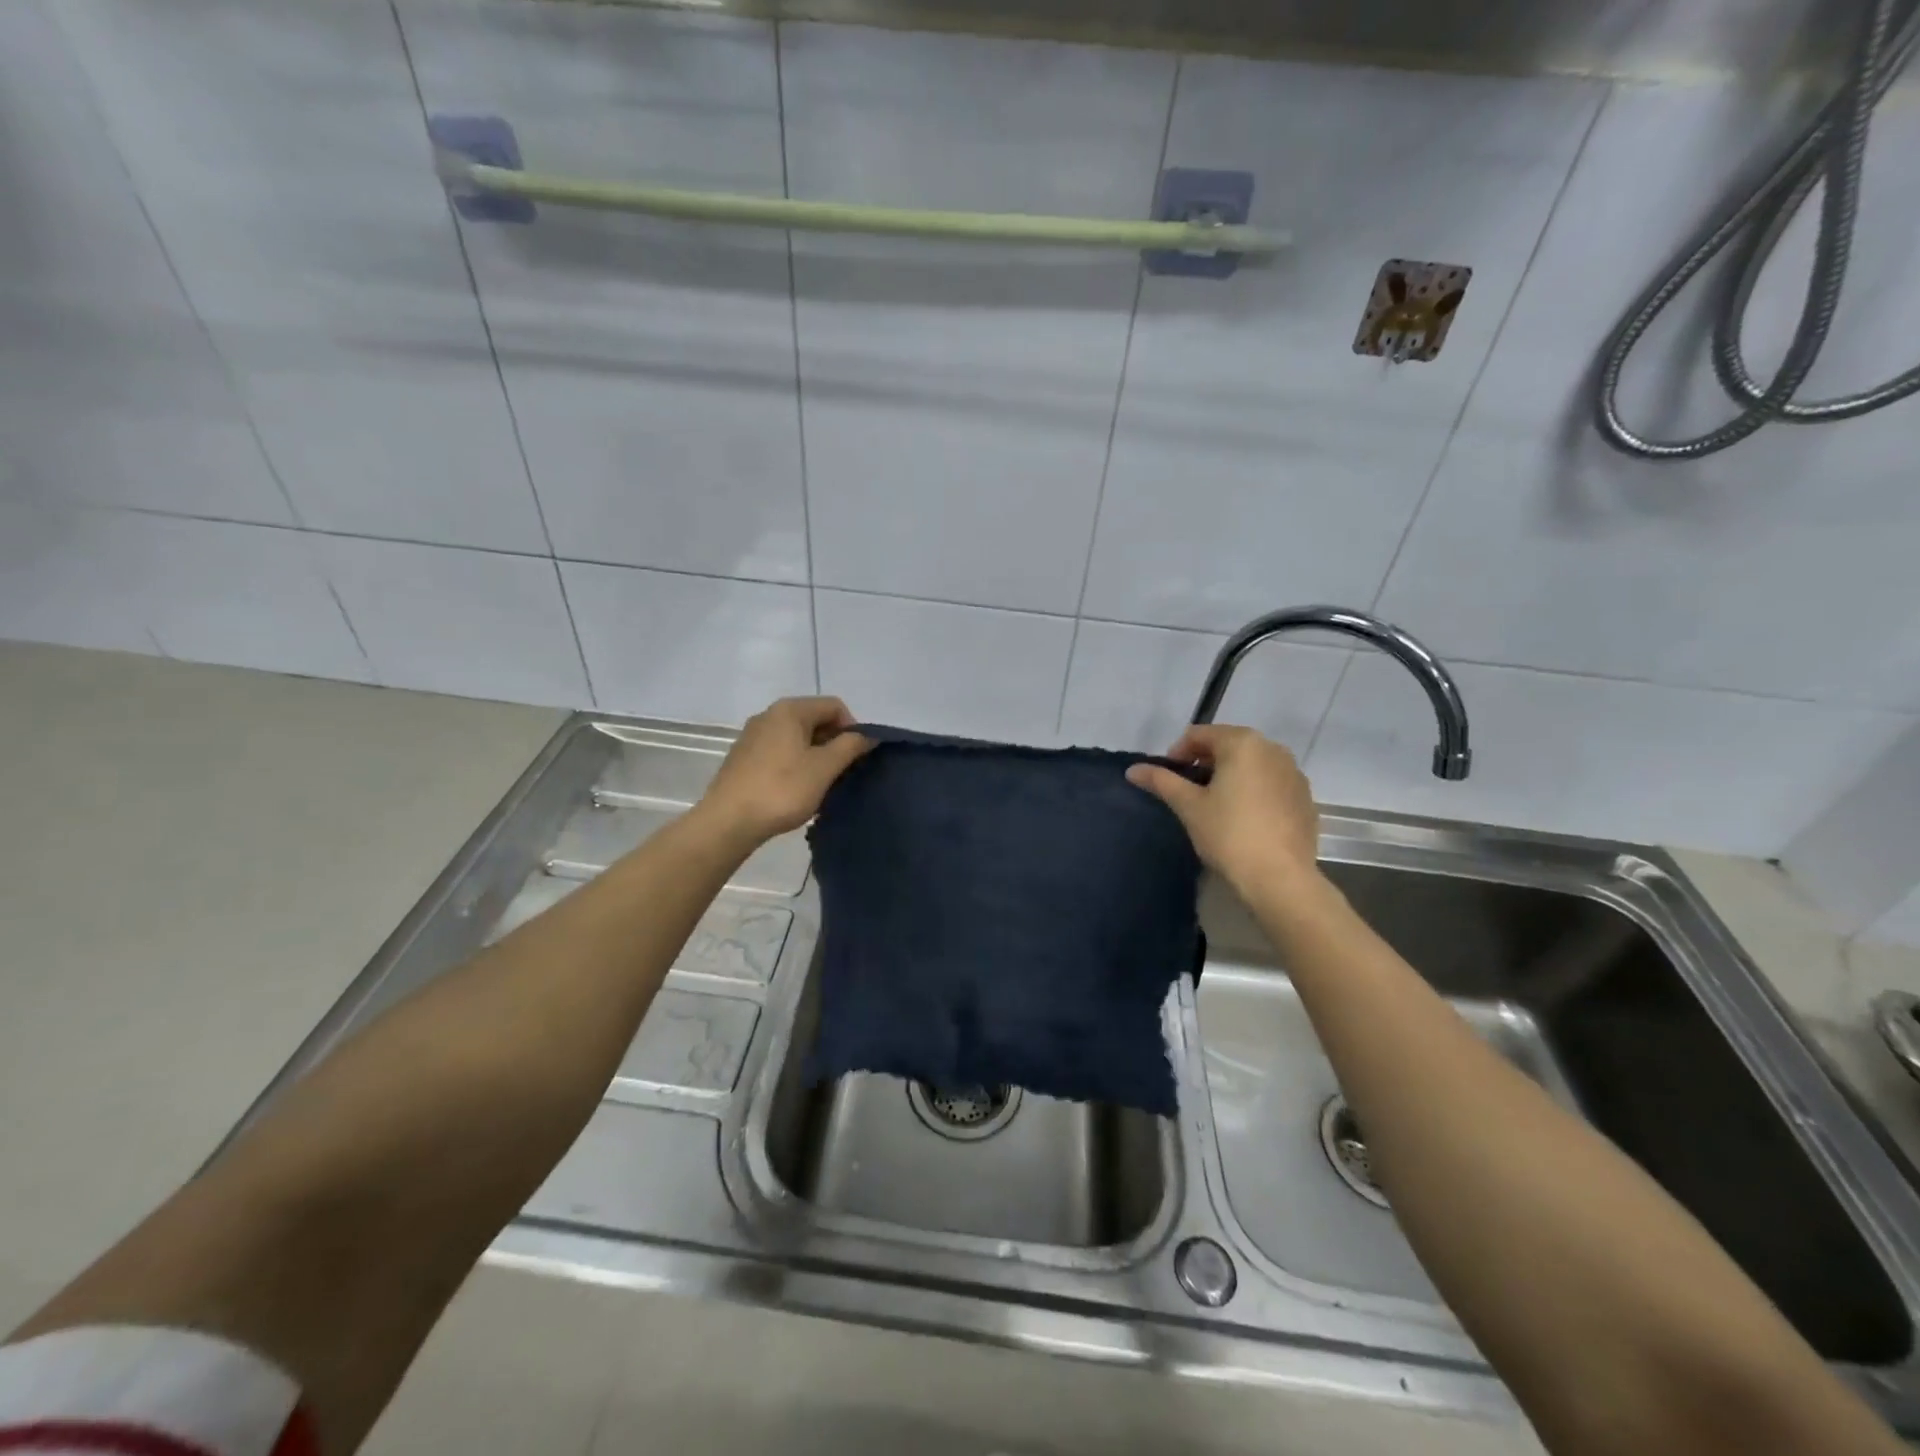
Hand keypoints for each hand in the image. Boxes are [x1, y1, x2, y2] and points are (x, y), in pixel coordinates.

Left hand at [695, 697, 871, 847]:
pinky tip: (795, 790)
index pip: (834, 706)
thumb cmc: (782, 790)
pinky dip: (795, 764)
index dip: (853, 728)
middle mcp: (769, 715)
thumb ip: (850, 746)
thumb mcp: (824, 768)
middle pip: (814, 719)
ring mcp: (752, 736)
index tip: (856, 758)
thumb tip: (868, 735)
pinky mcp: (743, 757)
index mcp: (790, 710)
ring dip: (815, 756)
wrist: (728, 821)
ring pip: (796, 738)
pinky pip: (779, 752)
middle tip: (841, 773)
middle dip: (834, 743)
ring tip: (820, 784)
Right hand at [1126, 725, 1321, 896]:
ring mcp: (1294, 773)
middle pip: (1228, 745)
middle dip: (1204, 763)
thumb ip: (1161, 781)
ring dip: (1230, 775)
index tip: (1169, 780)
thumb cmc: (1228, 835)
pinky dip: (1253, 790)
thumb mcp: (1188, 806)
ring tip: (1216, 805)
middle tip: (1189, 792)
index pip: (1199, 734)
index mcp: (1242, 743)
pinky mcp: (1304, 797)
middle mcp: (1273, 748)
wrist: (1280, 878)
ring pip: (1252, 763)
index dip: (1177, 754)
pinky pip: (1271, 782)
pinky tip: (1244, 818)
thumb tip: (1132, 770)